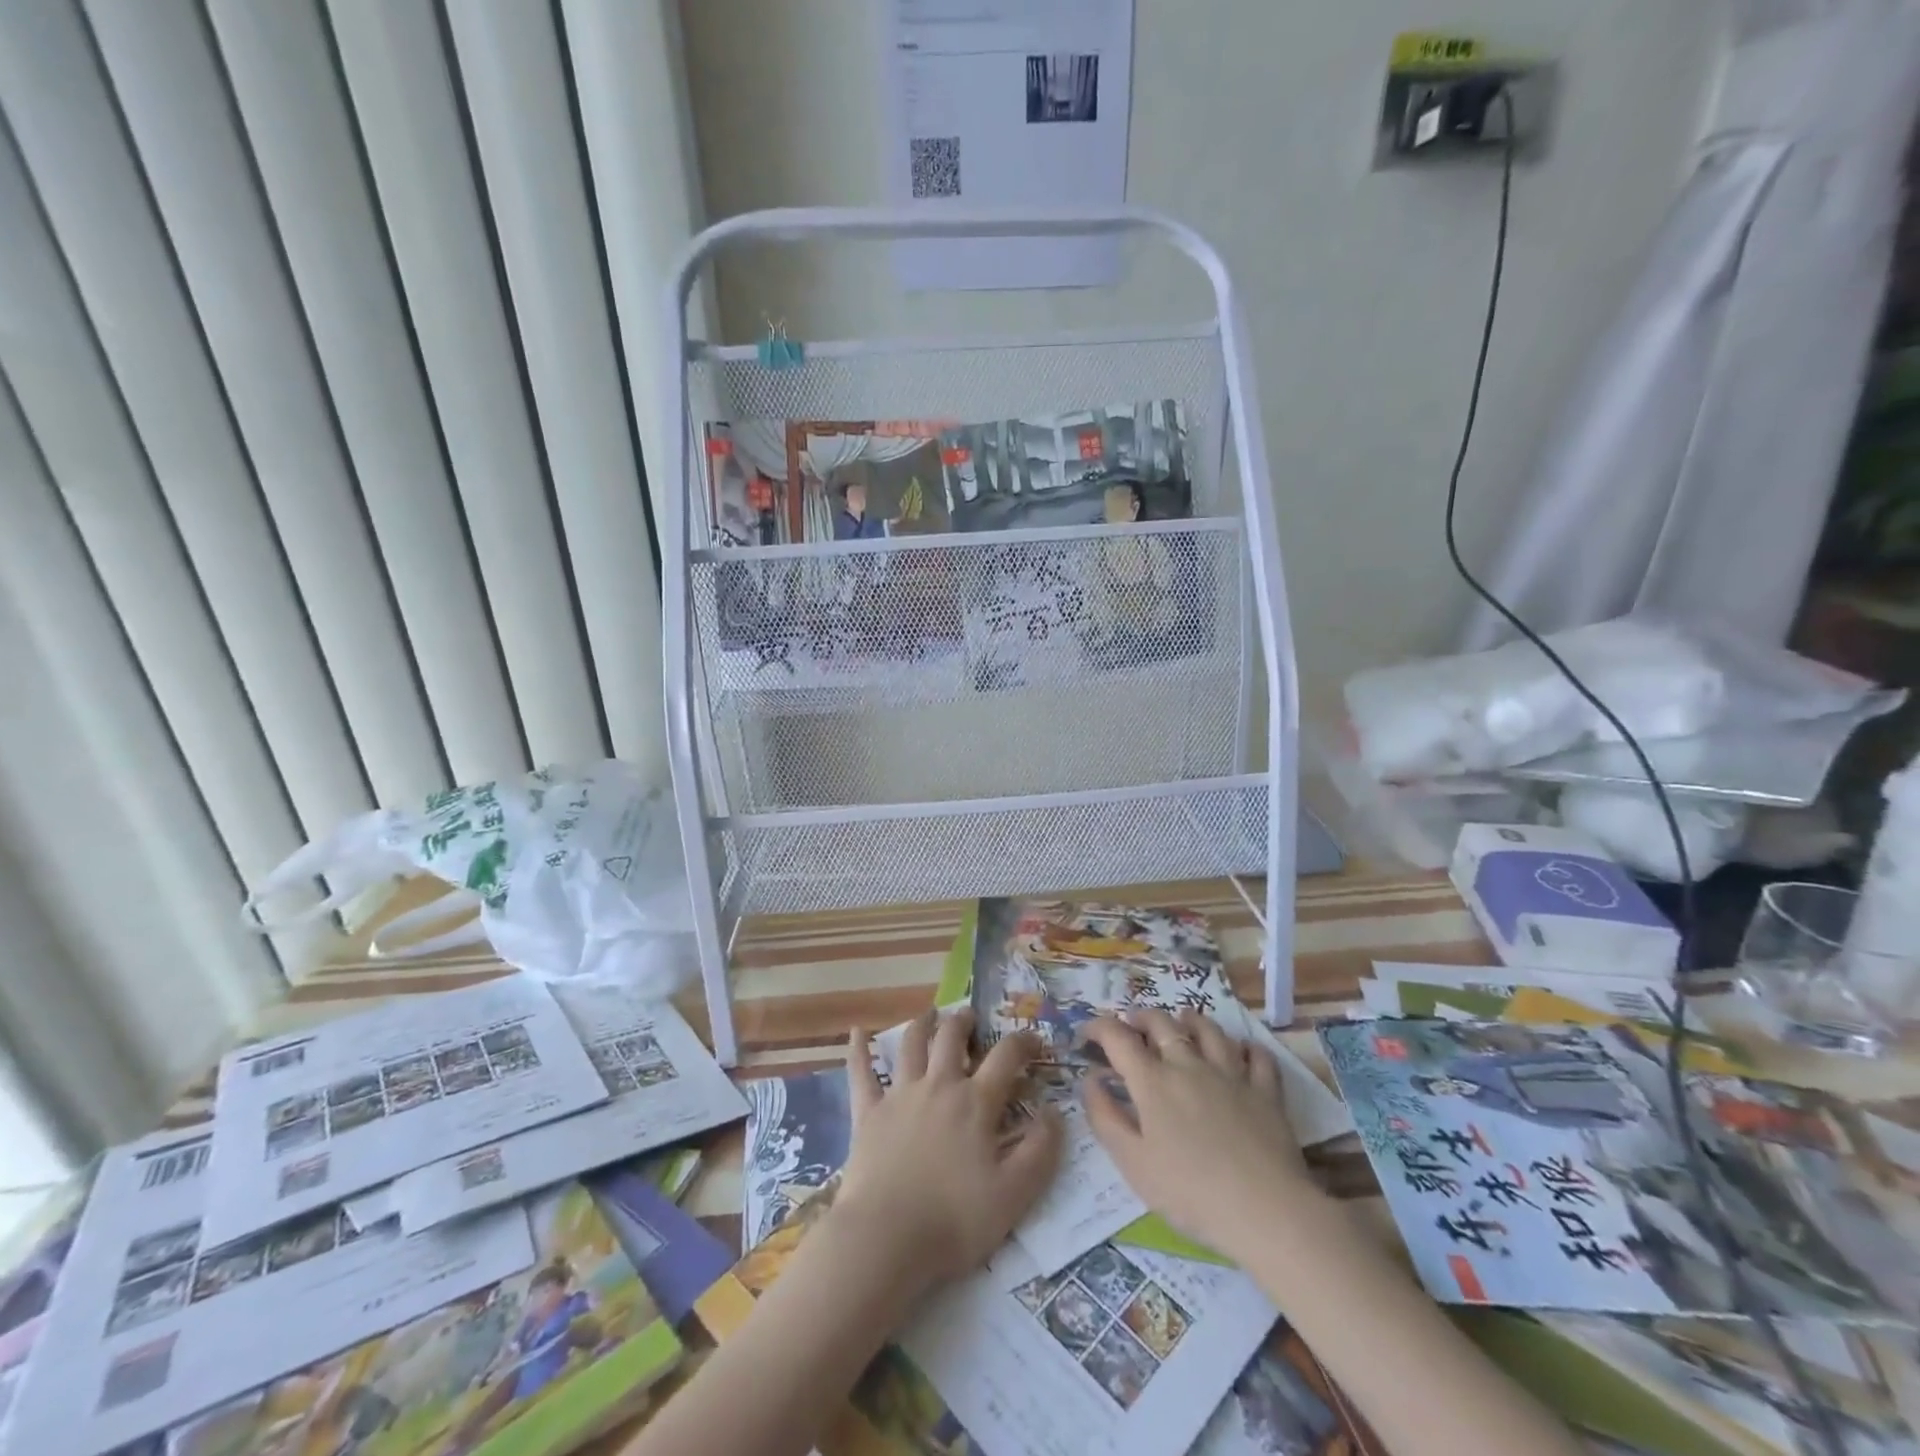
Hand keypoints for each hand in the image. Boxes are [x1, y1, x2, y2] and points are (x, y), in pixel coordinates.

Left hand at [838, 1009, 1062, 1288]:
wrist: (886, 1238)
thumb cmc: (954, 1220)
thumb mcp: (1014, 1195)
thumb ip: (1041, 1151)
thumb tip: (1055, 1112)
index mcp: (975, 1103)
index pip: (1006, 1057)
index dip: (1023, 1042)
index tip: (1035, 1039)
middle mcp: (939, 1086)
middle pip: (952, 1038)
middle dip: (965, 1022)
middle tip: (971, 1017)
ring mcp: (900, 1095)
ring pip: (911, 1045)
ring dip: (923, 1024)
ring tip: (931, 1014)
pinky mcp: (867, 1113)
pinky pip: (861, 1072)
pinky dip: (859, 1049)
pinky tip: (856, 1031)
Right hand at [1082, 1009, 1319, 1261]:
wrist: (1265, 1210)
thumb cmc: (1190, 1192)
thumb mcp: (1132, 1162)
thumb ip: (1105, 1116)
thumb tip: (1090, 1079)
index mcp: (1153, 1081)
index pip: (1117, 1037)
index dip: (1097, 1027)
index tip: (1086, 1033)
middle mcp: (1189, 1064)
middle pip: (1162, 1023)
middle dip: (1141, 1017)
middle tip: (1132, 1024)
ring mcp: (1231, 1074)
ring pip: (1208, 1029)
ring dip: (1190, 1020)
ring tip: (1182, 1021)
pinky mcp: (1266, 1091)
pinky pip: (1257, 1056)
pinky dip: (1246, 1047)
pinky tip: (1242, 1050)